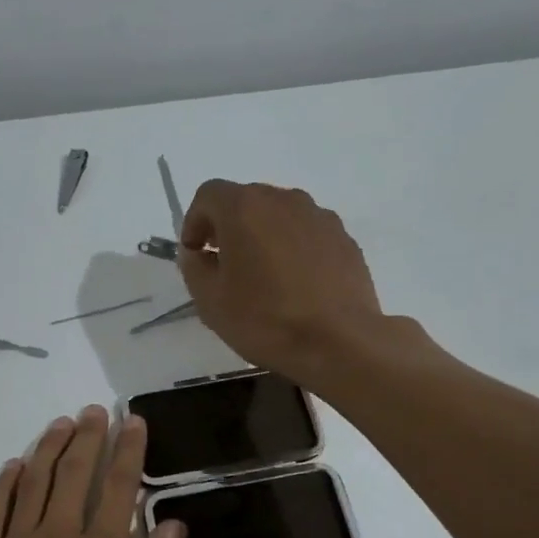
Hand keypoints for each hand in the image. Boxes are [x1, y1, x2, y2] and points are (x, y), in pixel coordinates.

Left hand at [0, 406, 184, 537]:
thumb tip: (172, 525)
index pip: (120, 486)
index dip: (128, 450)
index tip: (132, 422)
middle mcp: (60, 536)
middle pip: (74, 472)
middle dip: (87, 436)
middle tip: (93, 411)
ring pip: (34, 482)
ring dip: (48, 448)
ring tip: (60, 423)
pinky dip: (5, 483)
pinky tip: (14, 465)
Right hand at [179, 181, 386, 385]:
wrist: (339, 342)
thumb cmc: (265, 320)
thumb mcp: (210, 301)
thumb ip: (194, 268)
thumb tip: (197, 253)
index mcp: (245, 208)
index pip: (209, 195)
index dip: (194, 222)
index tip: (195, 254)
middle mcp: (284, 200)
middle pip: (247, 201)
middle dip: (229, 228)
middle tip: (224, 267)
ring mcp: (319, 217)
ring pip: (280, 217)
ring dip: (263, 237)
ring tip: (263, 278)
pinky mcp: (344, 239)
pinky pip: (307, 235)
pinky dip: (293, 250)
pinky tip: (295, 286)